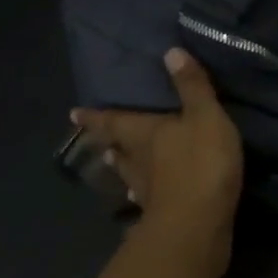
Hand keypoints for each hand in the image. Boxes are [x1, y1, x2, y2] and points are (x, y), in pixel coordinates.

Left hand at [72, 49, 243, 277]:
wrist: (199, 225)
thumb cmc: (200, 163)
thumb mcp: (204, 116)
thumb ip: (191, 86)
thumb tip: (170, 52)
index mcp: (144, 134)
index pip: (114, 122)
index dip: (95, 117)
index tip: (73, 114)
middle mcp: (139, 162)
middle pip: (119, 150)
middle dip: (111, 142)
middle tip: (103, 140)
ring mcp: (150, 192)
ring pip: (132, 174)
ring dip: (126, 167)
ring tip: (120, 162)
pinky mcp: (165, 214)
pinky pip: (151, 197)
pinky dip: (148, 192)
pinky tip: (147, 196)